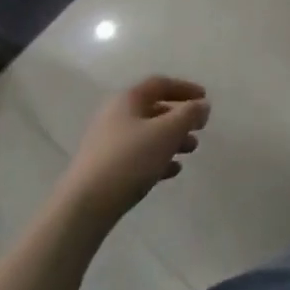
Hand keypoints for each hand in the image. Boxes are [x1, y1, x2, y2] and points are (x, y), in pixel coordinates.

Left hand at [64, 77, 209, 221]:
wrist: (85, 205)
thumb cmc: (130, 159)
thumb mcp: (167, 132)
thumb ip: (189, 114)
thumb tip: (202, 105)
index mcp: (127, 100)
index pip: (160, 84)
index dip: (185, 88)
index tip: (205, 99)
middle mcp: (115, 116)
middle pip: (153, 109)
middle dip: (180, 118)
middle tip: (200, 128)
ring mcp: (108, 143)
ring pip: (147, 134)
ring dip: (172, 139)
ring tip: (191, 151)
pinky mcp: (105, 169)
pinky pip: (137, 157)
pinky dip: (158, 159)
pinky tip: (173, 171)